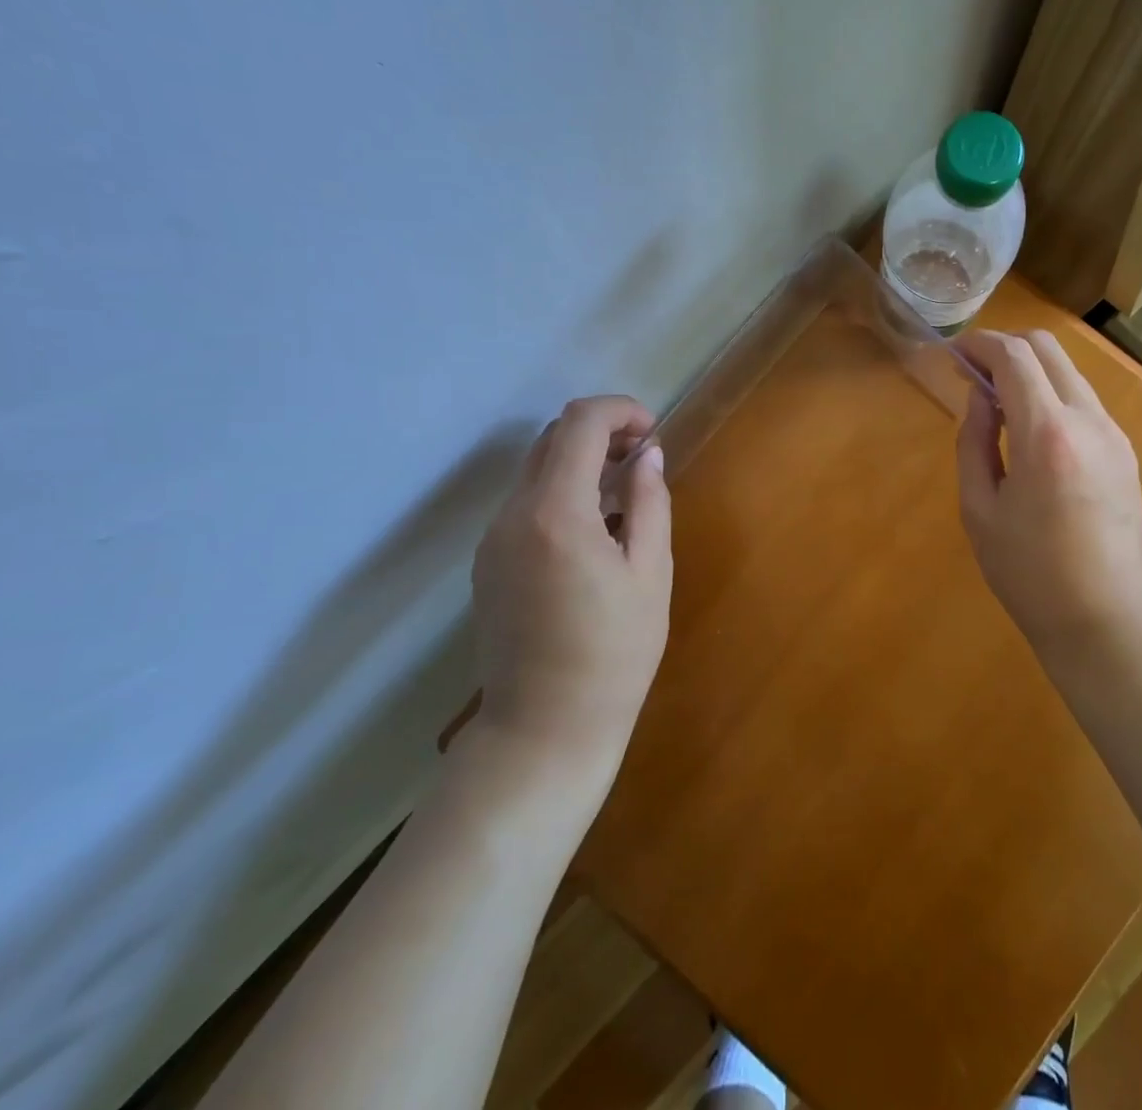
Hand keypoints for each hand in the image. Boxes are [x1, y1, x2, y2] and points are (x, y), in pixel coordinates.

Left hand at [469, 396, 672, 783]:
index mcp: (556, 513)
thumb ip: (650, 502)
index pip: (579, 423)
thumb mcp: (651, 573)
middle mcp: (512, 516)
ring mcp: (493, 540)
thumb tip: (648, 455)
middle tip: (643, 458)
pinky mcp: (488, 563)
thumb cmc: (614, 652)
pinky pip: (526, 504)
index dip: (620, 411)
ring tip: (625, 494)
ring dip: (581, 462)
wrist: (544, 729)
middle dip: (601, 432)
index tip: (652, 434)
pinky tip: (595, 530)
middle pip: (551, 439)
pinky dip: (562, 492)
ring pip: (536, 470)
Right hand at [955, 331, 1141, 668]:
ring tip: (997, 401)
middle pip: (1048, 349)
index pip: (1014, 357)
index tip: (954, 353)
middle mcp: (1087, 420)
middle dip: (1006, 347)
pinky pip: (1083, 400)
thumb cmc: (1029, 573)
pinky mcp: (1124, 451)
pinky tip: (1030, 428)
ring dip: (1030, 370)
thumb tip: (980, 396)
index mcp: (1046, 434)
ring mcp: (1114, 434)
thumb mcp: (979, 509)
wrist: (1107, 619)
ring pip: (1069, 371)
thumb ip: (974, 441)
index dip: (979, 344)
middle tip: (973, 372)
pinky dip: (1051, 394)